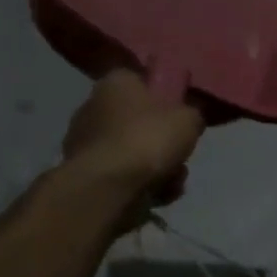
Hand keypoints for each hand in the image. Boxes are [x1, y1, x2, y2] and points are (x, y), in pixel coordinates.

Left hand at [60, 70, 204, 222]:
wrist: (109, 186)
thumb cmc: (148, 139)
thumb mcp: (189, 119)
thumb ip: (191, 114)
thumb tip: (187, 118)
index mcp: (115, 82)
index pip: (141, 80)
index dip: (164, 96)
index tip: (180, 114)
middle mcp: (94, 106)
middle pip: (139, 120)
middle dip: (162, 140)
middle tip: (179, 153)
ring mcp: (86, 141)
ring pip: (134, 151)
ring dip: (157, 167)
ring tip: (173, 182)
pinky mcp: (85, 173)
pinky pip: (123, 174)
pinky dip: (142, 185)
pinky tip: (158, 196)